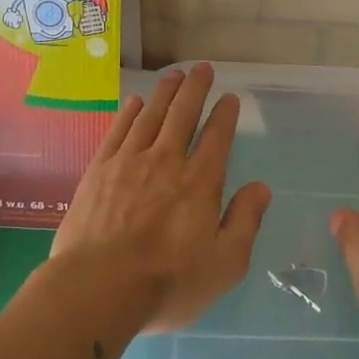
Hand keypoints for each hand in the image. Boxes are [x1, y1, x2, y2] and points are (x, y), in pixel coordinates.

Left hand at [50, 63, 270, 331]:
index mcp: (200, 182)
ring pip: (151, 115)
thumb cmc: (167, 282)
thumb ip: (245, 222)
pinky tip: (135, 102)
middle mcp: (166, 161)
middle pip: (182, 114)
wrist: (97, 289)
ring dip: (165, 93)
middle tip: (202, 69)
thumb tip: (261, 188)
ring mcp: (129, 162)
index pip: (217, 137)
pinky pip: (118, 131)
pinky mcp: (99, 171)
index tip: (230, 98)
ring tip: (174, 75)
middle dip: (195, 89)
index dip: (225, 114)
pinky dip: (129, 113)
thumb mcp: (225, 264)